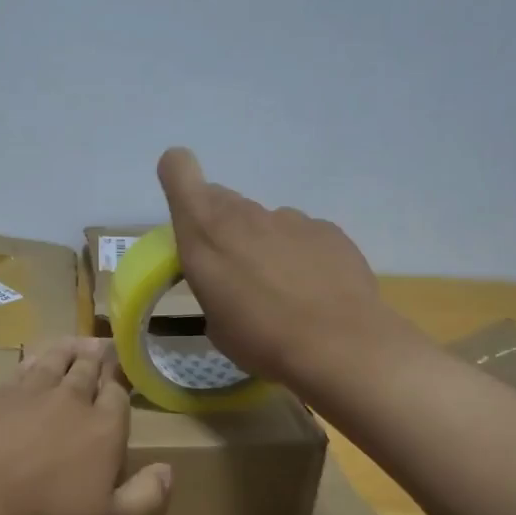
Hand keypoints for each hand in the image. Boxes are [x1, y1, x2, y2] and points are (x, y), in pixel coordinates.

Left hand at [0, 338, 172, 514]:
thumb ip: (144, 496)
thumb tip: (169, 470)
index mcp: (103, 429)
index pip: (118, 396)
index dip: (120, 384)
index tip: (121, 374)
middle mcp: (70, 401)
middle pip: (87, 371)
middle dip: (97, 359)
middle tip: (101, 345)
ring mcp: (28, 394)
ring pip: (54, 362)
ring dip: (67, 351)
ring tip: (74, 343)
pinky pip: (19, 371)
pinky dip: (31, 363)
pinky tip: (31, 362)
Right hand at [157, 147, 397, 390]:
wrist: (338, 345)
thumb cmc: (260, 340)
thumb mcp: (216, 325)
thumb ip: (215, 288)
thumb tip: (230, 283)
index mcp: (204, 233)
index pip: (178, 169)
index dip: (178, 177)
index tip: (186, 208)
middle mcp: (243, 215)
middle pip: (222, 200)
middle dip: (221, 227)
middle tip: (234, 271)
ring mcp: (289, 218)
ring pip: (264, 222)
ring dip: (264, 246)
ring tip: (284, 292)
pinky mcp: (327, 230)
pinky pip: (302, 236)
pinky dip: (302, 256)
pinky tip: (316, 291)